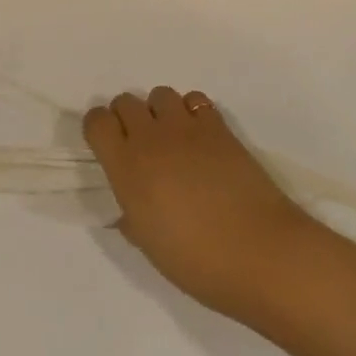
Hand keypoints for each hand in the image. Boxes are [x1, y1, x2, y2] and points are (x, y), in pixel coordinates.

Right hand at [84, 87, 315, 319]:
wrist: (259, 252)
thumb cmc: (197, 262)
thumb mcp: (149, 246)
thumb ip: (131, 216)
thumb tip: (129, 206)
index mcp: (127, 168)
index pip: (97, 122)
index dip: (98, 128)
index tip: (106, 145)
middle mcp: (151, 138)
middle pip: (126, 101)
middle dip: (127, 117)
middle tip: (140, 144)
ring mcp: (186, 128)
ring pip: (160, 94)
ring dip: (159, 111)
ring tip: (172, 138)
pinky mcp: (218, 126)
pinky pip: (195, 100)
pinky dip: (191, 112)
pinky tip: (200, 138)